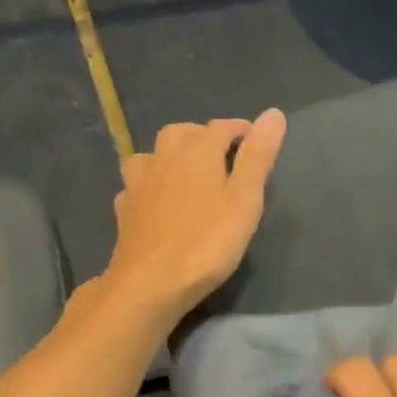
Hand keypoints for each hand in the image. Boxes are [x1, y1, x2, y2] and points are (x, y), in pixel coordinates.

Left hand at [103, 110, 286, 326]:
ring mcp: (138, 183)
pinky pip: (138, 184)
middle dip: (203, 137)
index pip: (221, 127)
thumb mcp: (244, 199)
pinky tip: (156, 201)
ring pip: (154, 155)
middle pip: (182, 134)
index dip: (241, 131)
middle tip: (223, 157)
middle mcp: (163, 157)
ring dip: (171, 156)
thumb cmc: (206, 242)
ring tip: (187, 174)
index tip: (256, 142)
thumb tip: (273, 113)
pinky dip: (151, 184)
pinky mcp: (124, 209)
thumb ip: (258, 156)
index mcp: (196, 150)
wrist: (149, 283)